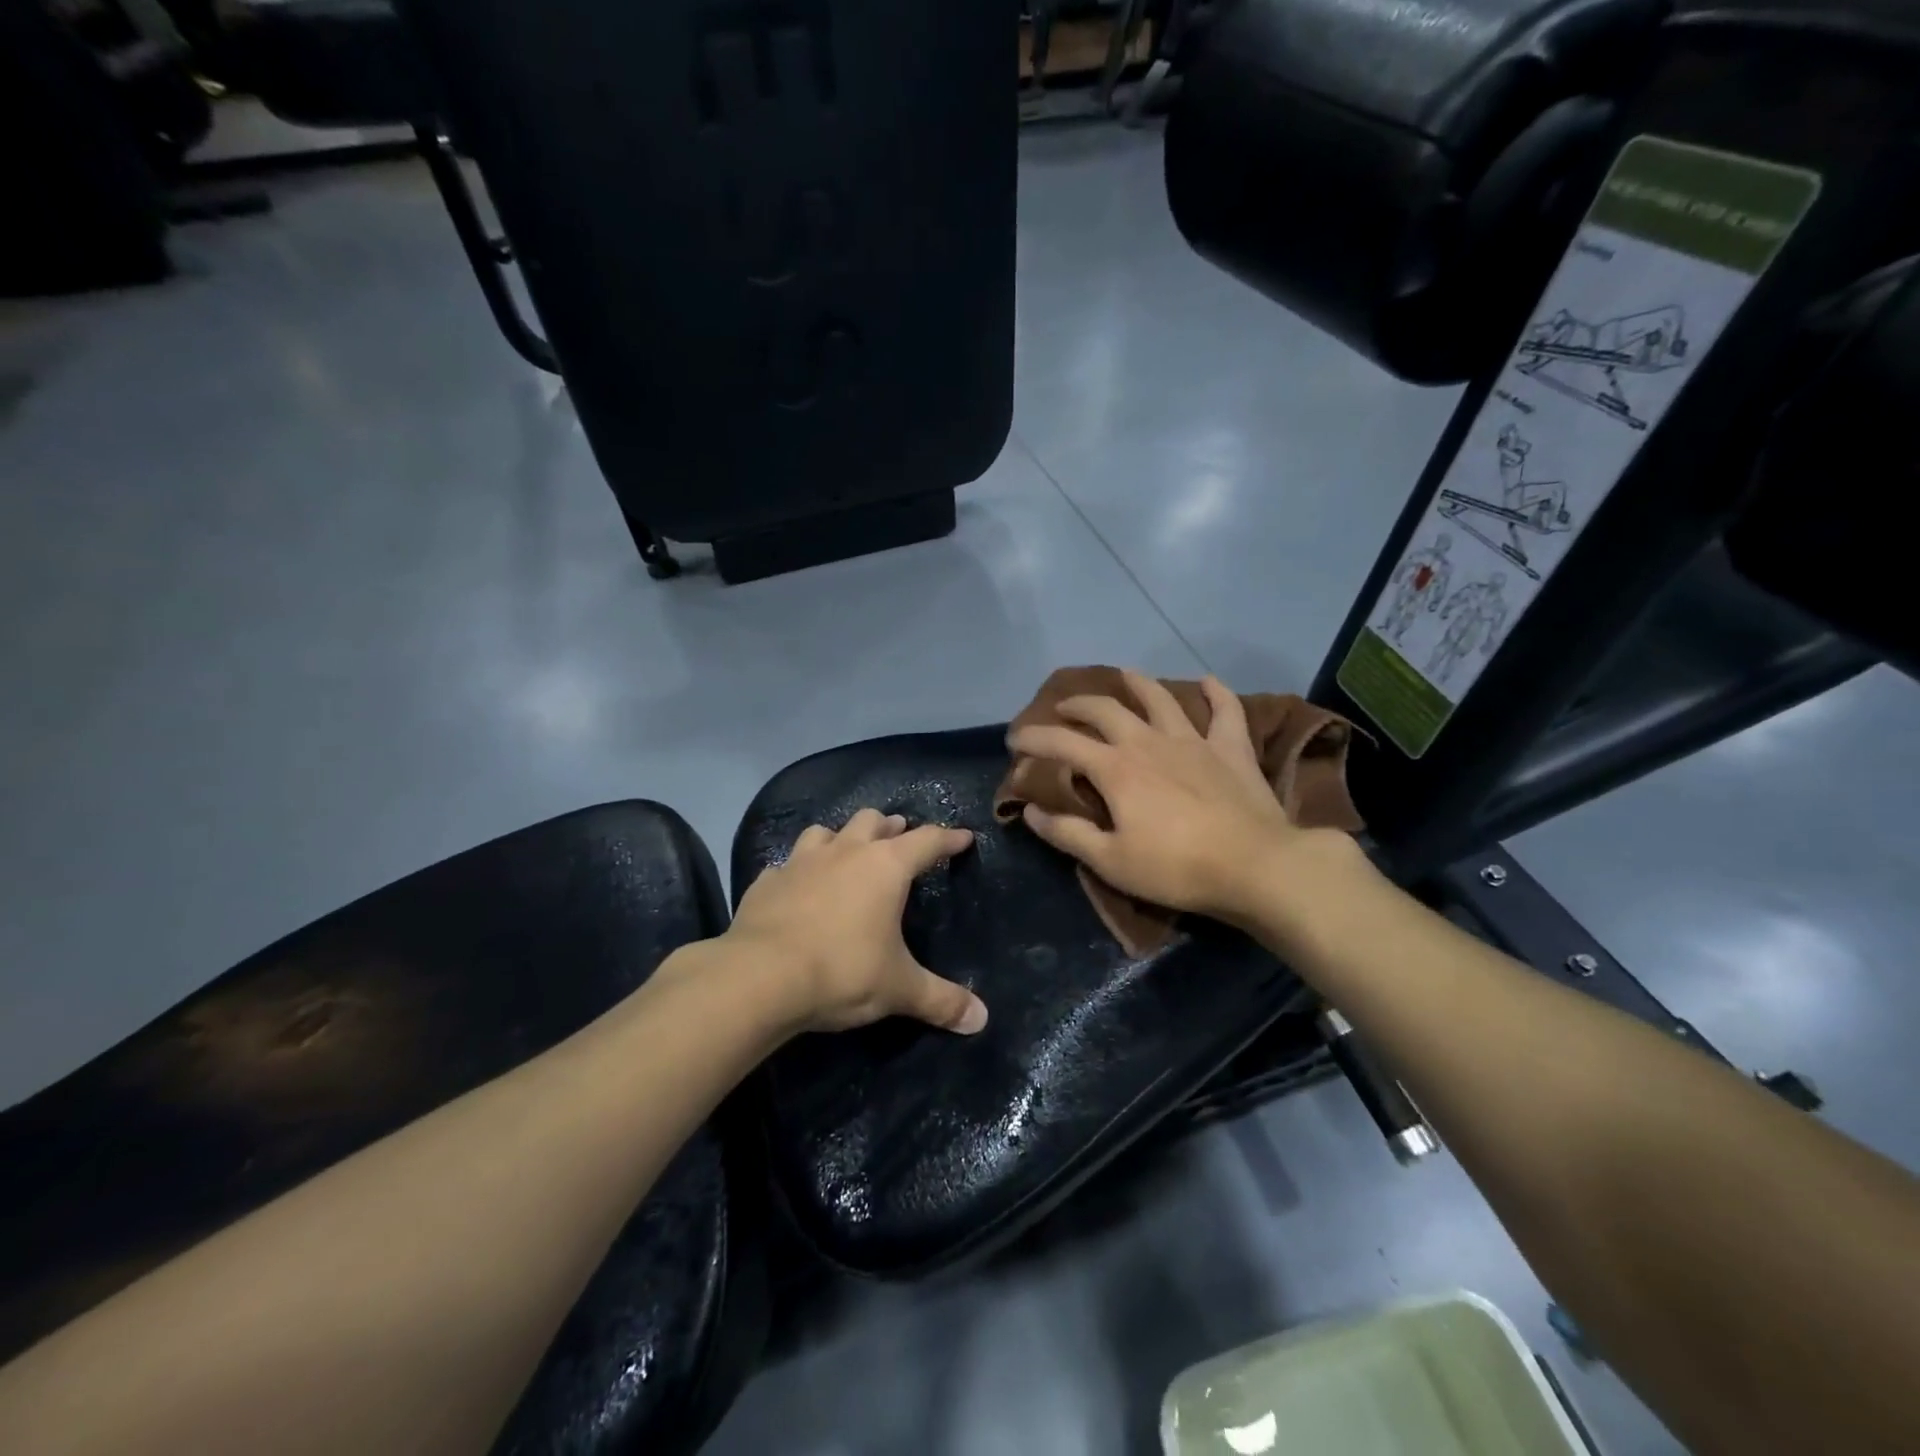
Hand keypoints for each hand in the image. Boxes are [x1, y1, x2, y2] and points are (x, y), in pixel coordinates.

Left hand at [724, 808, 986, 1035]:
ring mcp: (801, 861)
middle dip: (889, 827)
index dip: (948, 839)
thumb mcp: (899, 989)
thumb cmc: (842, 971)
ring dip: (841, 837)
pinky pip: (786, 864)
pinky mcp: (767, 881)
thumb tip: (981, 1020)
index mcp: (885, 867)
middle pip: (872, 821)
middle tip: (899, 837)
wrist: (760, 977)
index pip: (927, 841)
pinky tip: (798, 886)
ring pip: (826, 831)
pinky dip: (798, 870)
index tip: (963, 837)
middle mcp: (845, 852)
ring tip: (848, 852)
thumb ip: (941, 1000)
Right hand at [1007, 671, 1344, 925]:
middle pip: (1106, 710)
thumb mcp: (1110, 860)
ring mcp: (1193, 741)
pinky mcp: (1231, 749)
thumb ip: (1067, 833)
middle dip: (1078, 705)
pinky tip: (1208, 681)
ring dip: (1138, 683)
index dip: (1034, 738)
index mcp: (1116, 769)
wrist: (1255, 866)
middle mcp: (1148, 742)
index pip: (1062, 744)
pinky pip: (1225, 711)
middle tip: (1064, 708)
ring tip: (1124, 674)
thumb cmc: (1175, 868)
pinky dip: (1215, 693)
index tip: (1014, 738)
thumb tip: (1029, 811)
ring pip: (1160, 698)